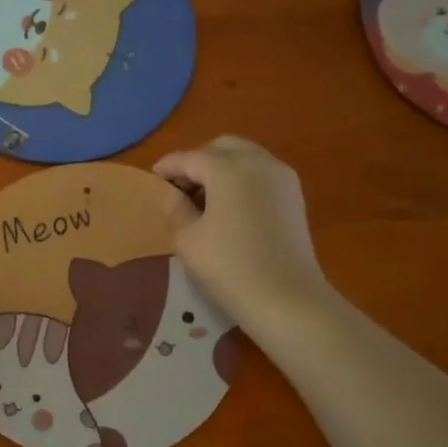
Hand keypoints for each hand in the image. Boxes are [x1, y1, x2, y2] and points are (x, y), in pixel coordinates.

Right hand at [153, 136, 331, 337]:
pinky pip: (261, 173)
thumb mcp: (188, 240)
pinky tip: (229, 207)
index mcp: (227, 168)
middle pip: (221, 148)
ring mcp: (281, 177)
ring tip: (204, 198)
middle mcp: (257, 162)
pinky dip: (242, 179)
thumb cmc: (229, 268)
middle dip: (198, 161)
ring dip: (221, 168)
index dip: (168, 166)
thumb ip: (176, 209)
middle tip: (180, 187)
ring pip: (245, 157)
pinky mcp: (294, 195)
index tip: (153, 178)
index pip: (189, 158)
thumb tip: (174, 194)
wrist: (286, 298)